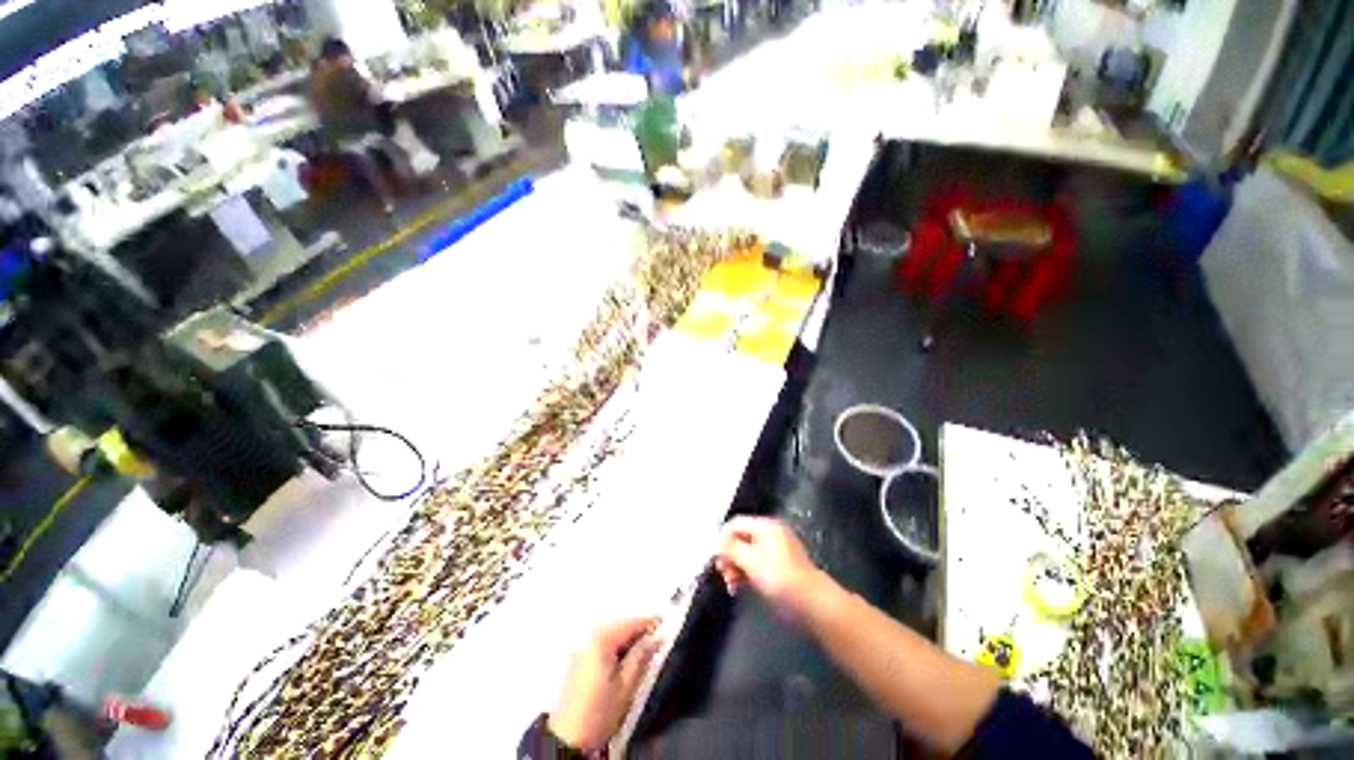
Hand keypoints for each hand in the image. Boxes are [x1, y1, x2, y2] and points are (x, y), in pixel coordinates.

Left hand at [548, 616, 659, 751]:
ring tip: (648, 653)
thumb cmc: (602, 711)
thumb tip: (654, 640)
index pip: (626, 624)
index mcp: (598, 645)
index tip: (669, 627)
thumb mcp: (629, 686)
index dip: (648, 624)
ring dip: (627, 642)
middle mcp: (585, 645)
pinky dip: (616, 651)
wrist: (572, 734)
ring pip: (607, 639)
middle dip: (637, 632)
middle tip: (661, 640)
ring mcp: (579, 656)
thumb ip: (641, 659)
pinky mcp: (578, 667)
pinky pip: (600, 650)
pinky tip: (628, 664)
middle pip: (614, 629)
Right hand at [715, 516, 823, 618]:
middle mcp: (771, 534)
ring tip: (731, 583)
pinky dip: (745, 573)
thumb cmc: (776, 575)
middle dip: (728, 556)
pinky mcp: (777, 567)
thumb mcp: (749, 559)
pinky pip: (755, 564)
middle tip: (723, 573)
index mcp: (766, 527)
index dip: (722, 539)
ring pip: (746, 554)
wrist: (806, 597)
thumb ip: (730, 548)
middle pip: (740, 539)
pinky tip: (738, 586)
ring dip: (734, 567)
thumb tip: (717, 541)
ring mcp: (776, 551)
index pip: (736, 524)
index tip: (715, 557)